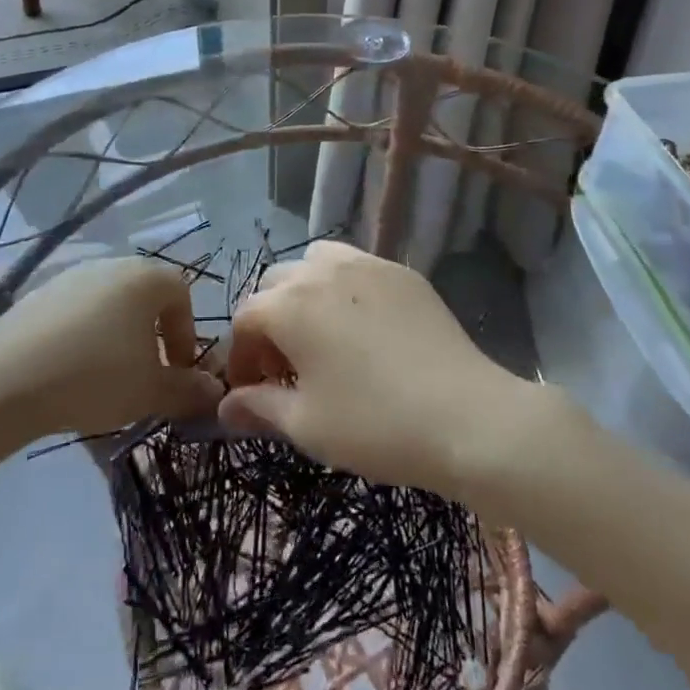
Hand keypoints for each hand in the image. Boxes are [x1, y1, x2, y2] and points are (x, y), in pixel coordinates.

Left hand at [0, 258, 222, 438]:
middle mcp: (111, 265)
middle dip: (153, 335)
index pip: (182, 295)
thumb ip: (189, 390)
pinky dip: (83, 337)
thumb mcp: (151, 391)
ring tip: (107, 378)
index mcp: (145, 277)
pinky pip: (75, 313)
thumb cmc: (95, 377)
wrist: (5, 381)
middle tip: (146, 376)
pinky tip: (70, 372)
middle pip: (145, 296)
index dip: (186, 335)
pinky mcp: (37, 295)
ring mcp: (70, 277)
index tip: (178, 372)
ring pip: (110, 304)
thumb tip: (215, 391)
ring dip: (118, 337)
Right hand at [217, 241, 539, 497]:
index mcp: (289, 306)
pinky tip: (363, 326)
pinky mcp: (401, 271)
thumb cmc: (374, 425)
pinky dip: (343, 286)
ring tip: (322, 335)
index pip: (245, 319)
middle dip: (269, 321)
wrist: (465, 416)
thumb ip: (258, 408)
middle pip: (275, 284)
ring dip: (304, 293)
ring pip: (314, 263)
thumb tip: (225, 407)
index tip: (252, 392)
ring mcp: (365, 264)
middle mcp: (321, 272)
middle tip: (287, 367)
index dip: (241, 357)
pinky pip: (356, 265)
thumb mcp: (306, 425)